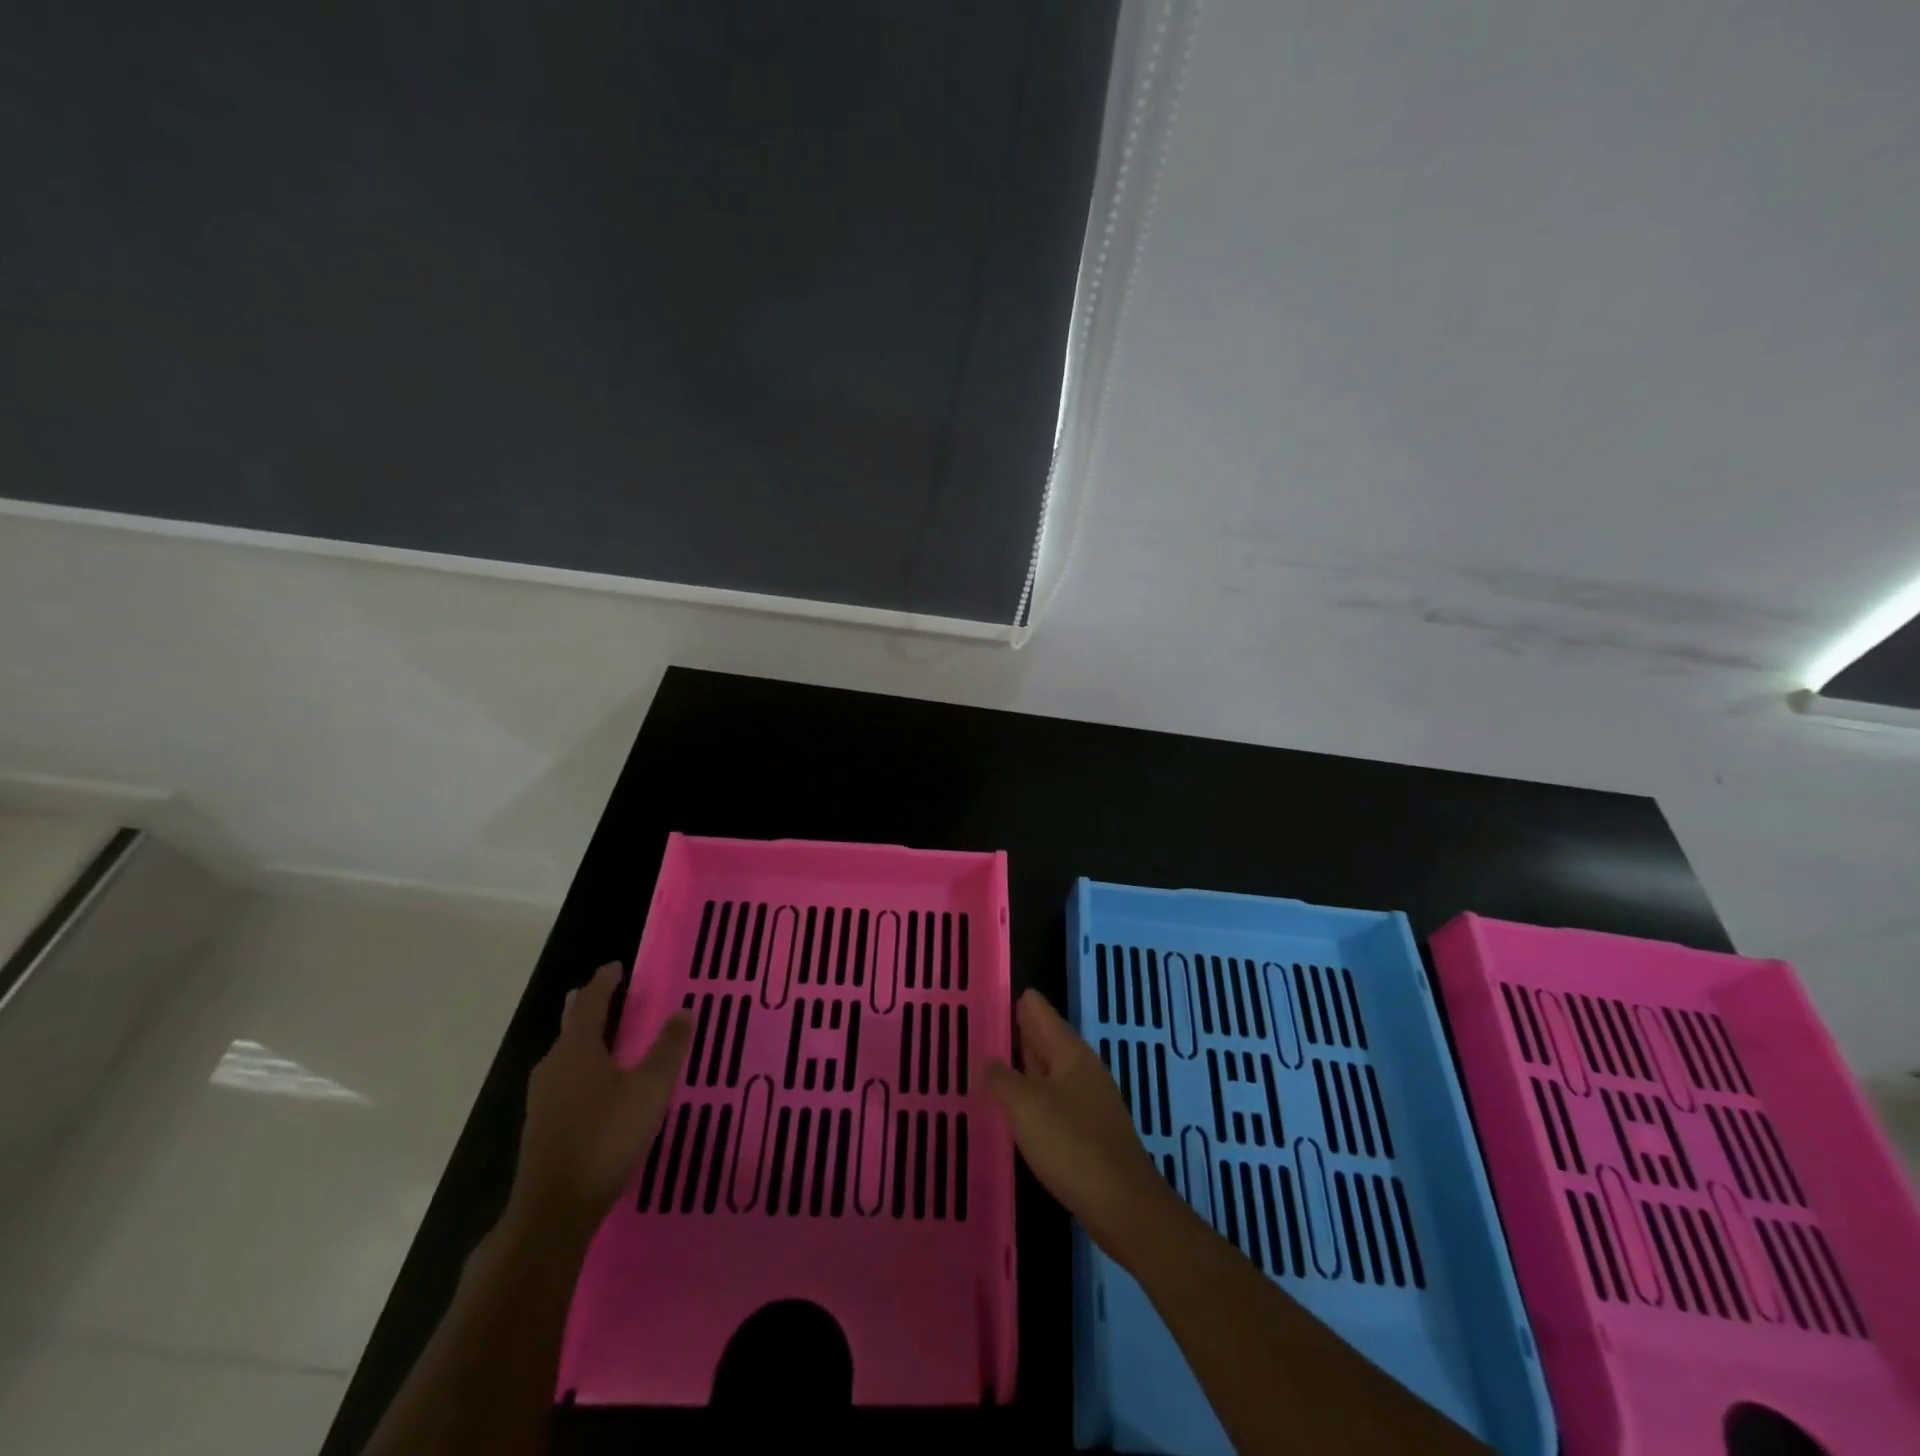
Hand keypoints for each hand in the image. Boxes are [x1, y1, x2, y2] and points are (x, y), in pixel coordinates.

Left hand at [507, 963, 690, 1243]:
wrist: (553, 1210)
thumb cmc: (605, 1139)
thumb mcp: (650, 1090)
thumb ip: (668, 1048)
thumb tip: (684, 1010)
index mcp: (577, 1049)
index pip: (589, 1002)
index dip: (604, 982)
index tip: (616, 967)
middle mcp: (554, 1065)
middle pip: (571, 1024)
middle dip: (589, 1005)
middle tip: (609, 992)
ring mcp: (543, 1097)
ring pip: (566, 1053)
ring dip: (587, 1037)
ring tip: (609, 1034)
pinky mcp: (542, 1124)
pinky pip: (565, 1077)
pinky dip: (583, 1064)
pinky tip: (597, 1083)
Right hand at [984, 989, 1184, 1263]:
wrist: (1123, 1206)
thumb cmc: (1072, 1145)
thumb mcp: (1026, 1107)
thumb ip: (1001, 1080)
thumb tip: (986, 1061)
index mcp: (1070, 1052)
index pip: (1039, 1011)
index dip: (1015, 1001)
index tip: (988, 995)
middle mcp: (1081, 1068)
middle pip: (1045, 1038)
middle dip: (1017, 1031)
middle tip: (982, 1024)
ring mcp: (1088, 1100)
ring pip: (1049, 1070)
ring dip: (1023, 1064)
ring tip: (991, 1061)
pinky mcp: (1088, 1131)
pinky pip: (1053, 1099)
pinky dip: (1032, 1094)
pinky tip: (1016, 1107)